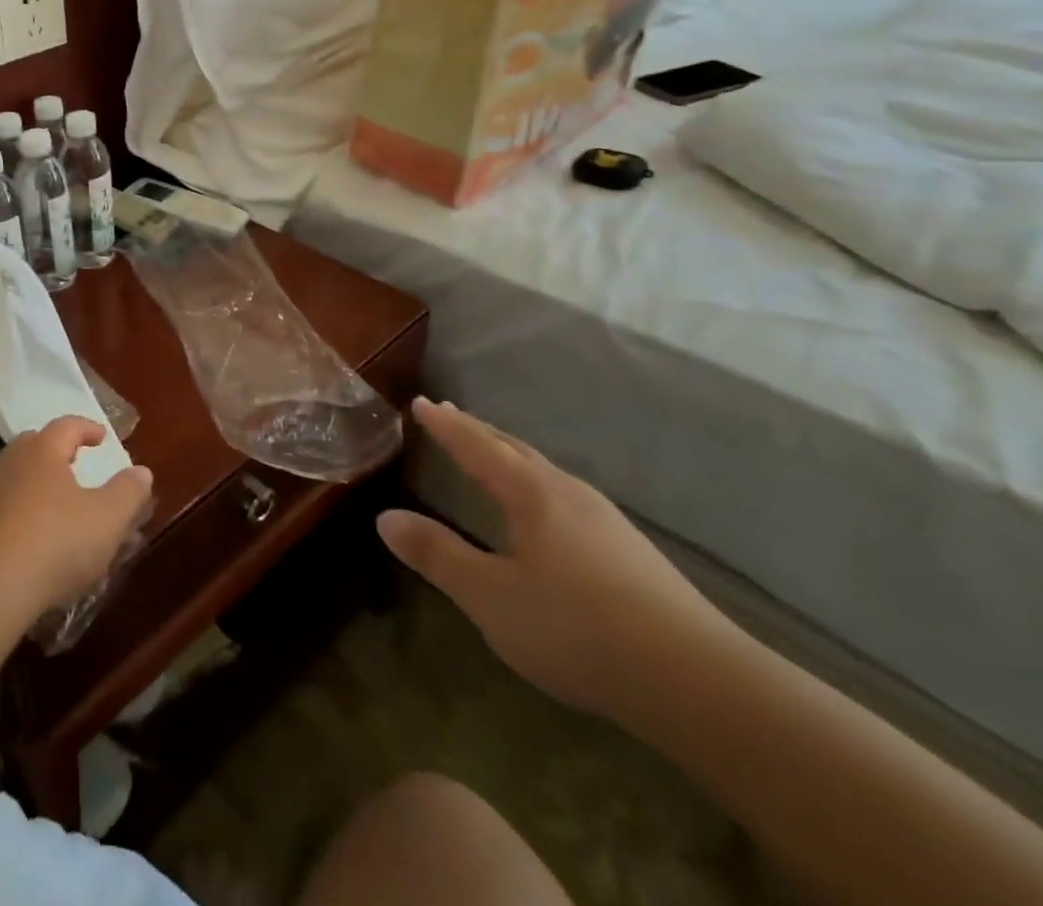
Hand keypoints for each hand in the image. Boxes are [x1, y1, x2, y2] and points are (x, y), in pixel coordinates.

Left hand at [0, 417, 153, 625]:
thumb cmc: (53, 544)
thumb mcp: (106, 520)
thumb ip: (128, 492)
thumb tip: (141, 471)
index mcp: (43, 451)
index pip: (67, 426)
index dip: (87, 428)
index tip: (102, 436)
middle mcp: (9, 463)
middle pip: (34, 447)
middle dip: (56, 453)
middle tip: (74, 465)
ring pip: (13, 480)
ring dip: (34, 489)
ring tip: (54, 511)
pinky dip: (15, 520)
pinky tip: (26, 546)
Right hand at [377, 398, 735, 725]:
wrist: (701, 684)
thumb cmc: (578, 630)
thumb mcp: (489, 597)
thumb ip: (437, 554)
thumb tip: (384, 518)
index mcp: (531, 494)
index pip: (477, 446)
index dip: (446, 425)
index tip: (421, 402)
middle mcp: (569, 493)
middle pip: (514, 449)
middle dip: (477, 431)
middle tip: (447, 414)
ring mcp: (607, 522)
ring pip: (545, 472)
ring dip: (509, 455)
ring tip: (490, 454)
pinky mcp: (632, 553)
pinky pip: (566, 497)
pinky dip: (536, 483)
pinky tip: (545, 512)